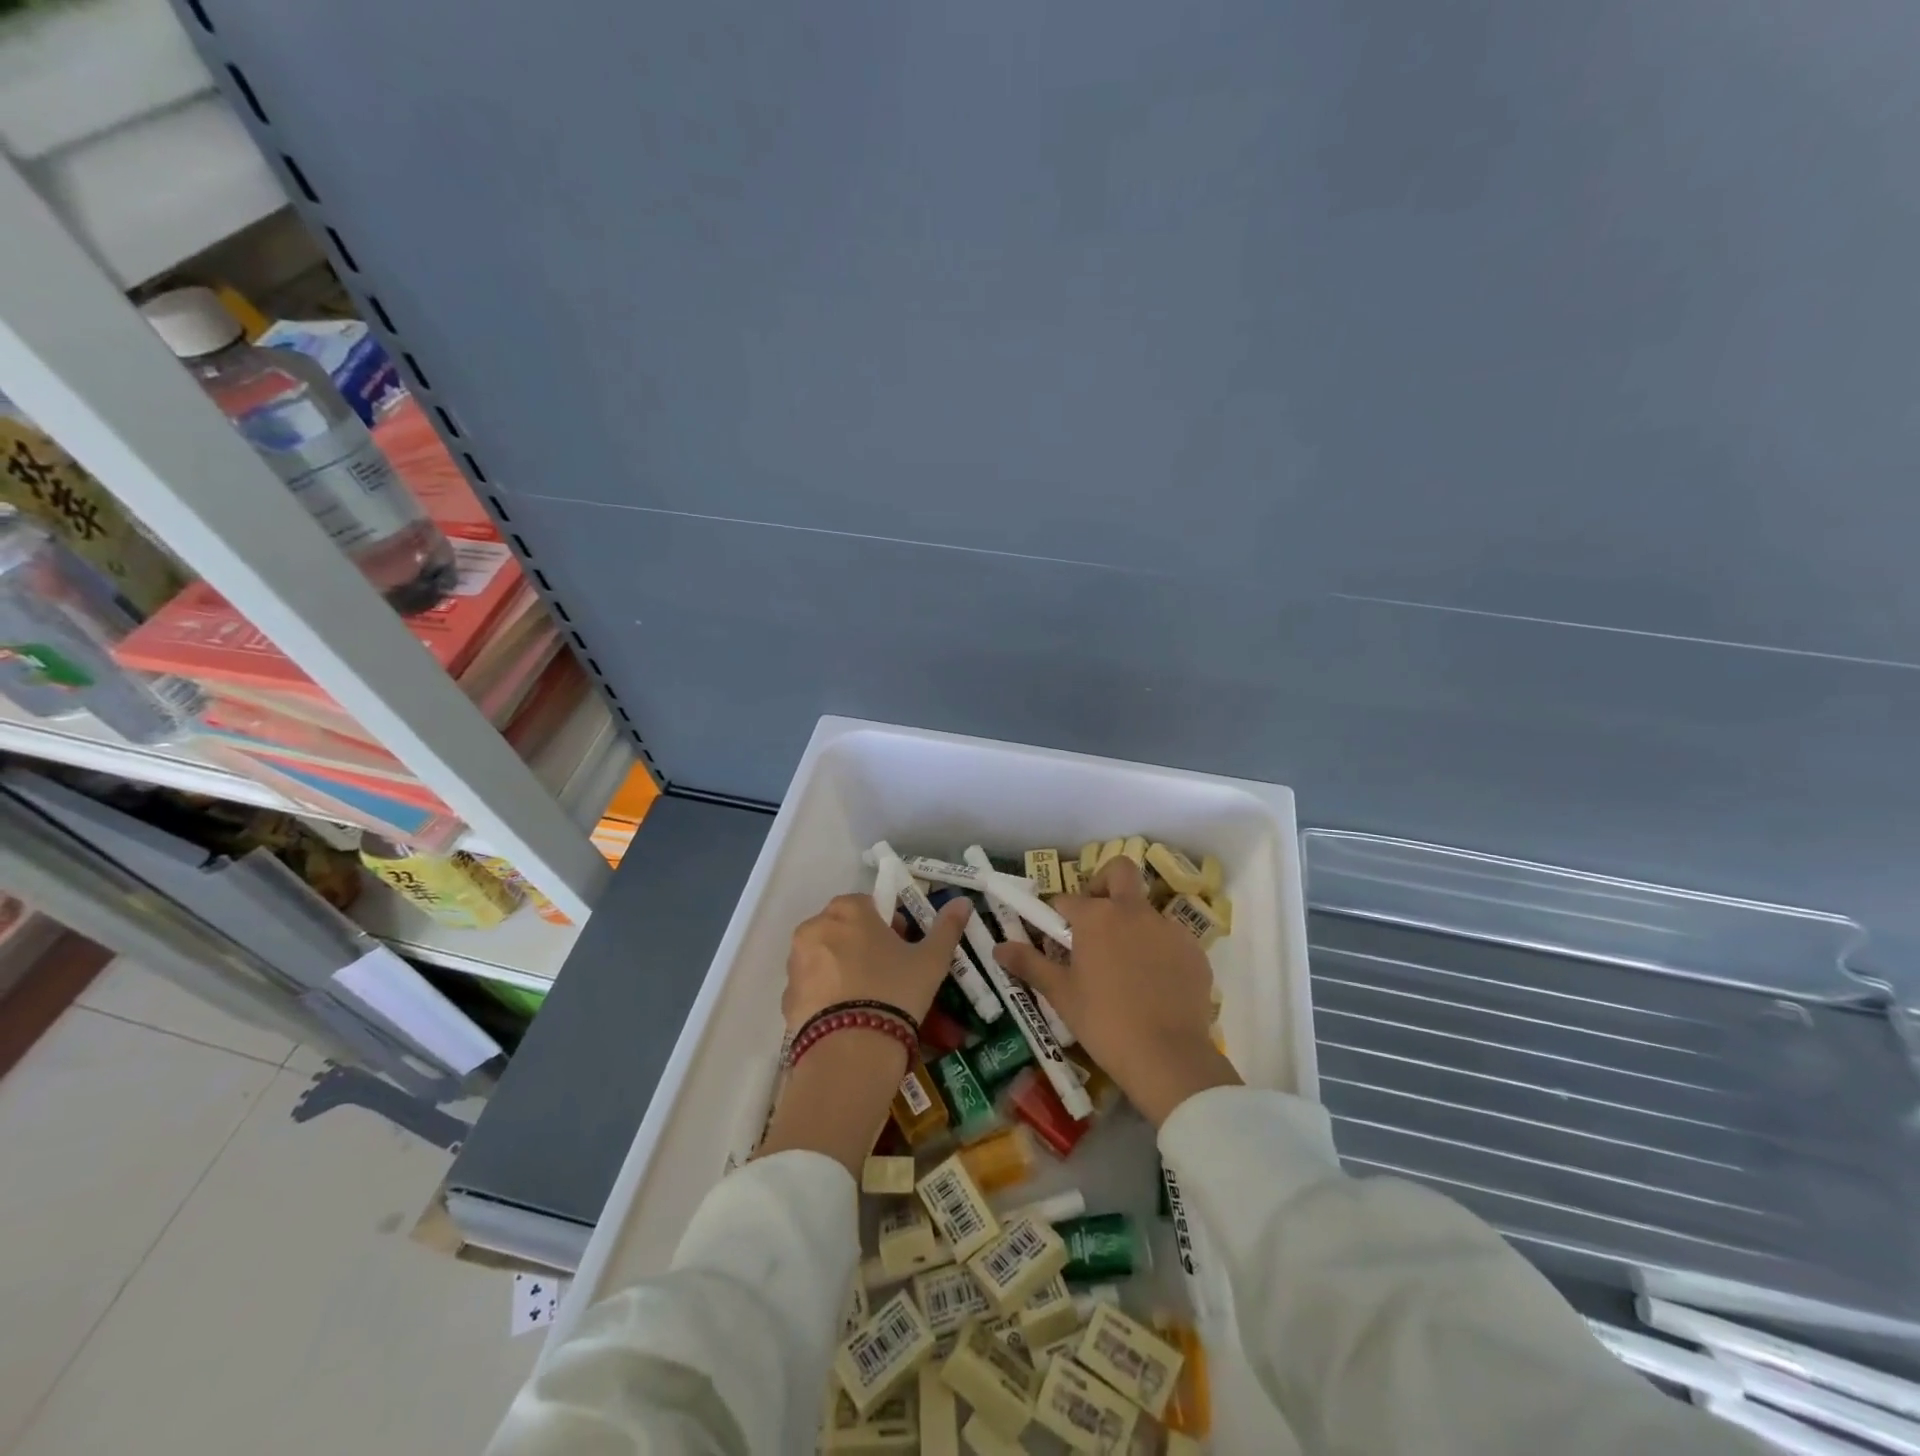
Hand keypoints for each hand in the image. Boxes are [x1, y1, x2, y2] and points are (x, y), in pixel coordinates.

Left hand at [782, 892, 971, 1032]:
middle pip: (845, 929)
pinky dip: (827, 995)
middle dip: (864, 945)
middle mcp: (814, 927)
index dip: (890, 926)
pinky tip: (848, 1017)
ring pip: (826, 957)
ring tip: (868, 1000)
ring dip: (844, 968)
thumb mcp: (931, 960)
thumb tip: (963, 901)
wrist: (850, 1052)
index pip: (870, 905)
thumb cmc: (895, 991)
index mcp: (848, 909)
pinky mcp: (786, 997)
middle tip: (889, 975)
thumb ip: (946, 927)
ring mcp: (796, 963)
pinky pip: (813, 986)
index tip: (903, 950)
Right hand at [994, 857, 1239, 1125]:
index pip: (1067, 900)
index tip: (1056, 937)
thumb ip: (1029, 964)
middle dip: (1104, 882)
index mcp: (1096, 917)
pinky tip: (1154, 986)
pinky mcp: (1194, 950)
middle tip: (1096, 917)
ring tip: (1126, 967)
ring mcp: (1168, 928)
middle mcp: (1133, 911)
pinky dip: (1158, 951)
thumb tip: (999, 948)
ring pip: (1146, 910)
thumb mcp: (1061, 995)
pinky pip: (1170, 940)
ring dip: (1132, 925)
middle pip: (1119, 871)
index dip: (1058, 915)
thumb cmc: (1104, 1022)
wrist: (1168, 1057)